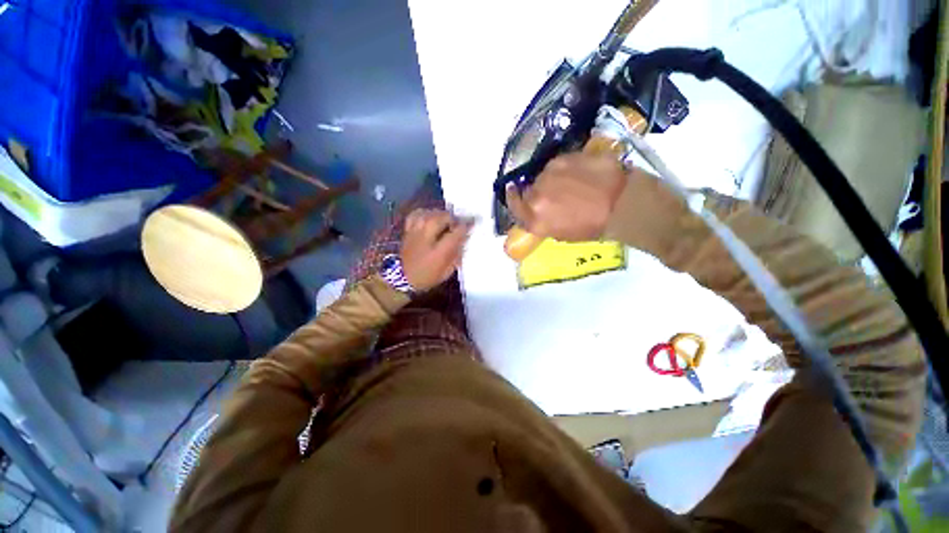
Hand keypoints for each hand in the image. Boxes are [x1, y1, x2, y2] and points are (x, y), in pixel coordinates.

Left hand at [401, 209, 473, 291]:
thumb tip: (464, 240)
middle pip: (442, 218)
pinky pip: (416, 214)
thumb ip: (456, 256)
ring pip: (430, 214)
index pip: (456, 232)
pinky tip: (430, 216)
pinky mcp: (408, 230)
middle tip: (459, 222)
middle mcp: (427, 238)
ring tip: (446, 219)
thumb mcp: (446, 272)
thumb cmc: (426, 277)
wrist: (400, 279)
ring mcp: (415, 232)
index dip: (467, 225)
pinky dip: (425, 212)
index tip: (475, 221)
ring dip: (441, 214)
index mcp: (439, 251)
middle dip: (453, 217)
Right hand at [505, 153, 626, 241]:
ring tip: (570, 183)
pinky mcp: (563, 158)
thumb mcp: (559, 234)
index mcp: (534, 218)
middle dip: (537, 190)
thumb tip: (535, 210)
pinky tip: (579, 173)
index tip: (513, 191)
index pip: (513, 204)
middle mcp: (536, 195)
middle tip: (553, 193)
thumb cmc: (592, 226)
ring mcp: (549, 174)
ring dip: (551, 178)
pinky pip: (557, 164)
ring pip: (543, 174)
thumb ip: (540, 221)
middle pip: (528, 188)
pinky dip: (564, 168)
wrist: (621, 204)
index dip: (512, 197)